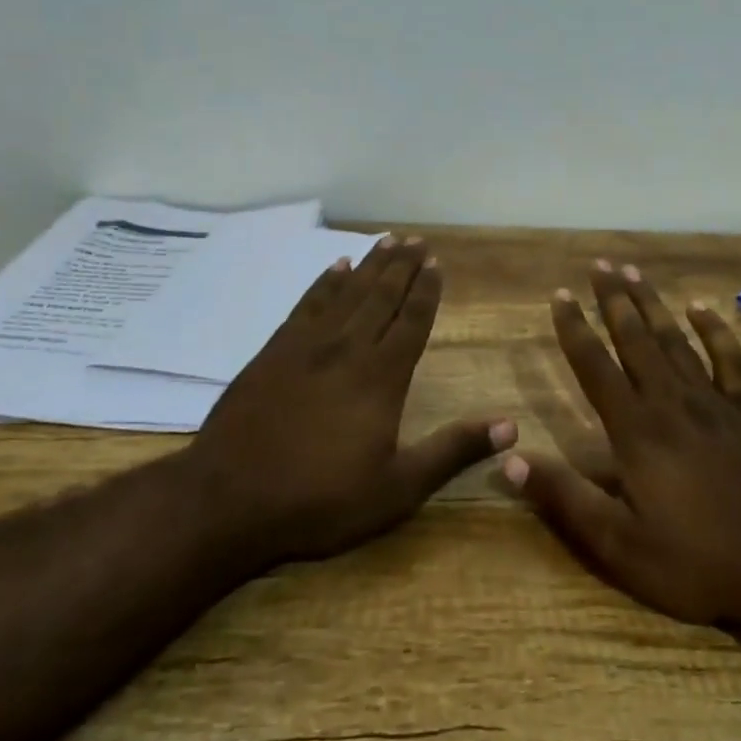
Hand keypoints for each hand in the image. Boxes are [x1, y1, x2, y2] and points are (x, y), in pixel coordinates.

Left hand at [185, 236, 514, 566]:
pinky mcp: (272, 352)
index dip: (426, 292)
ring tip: (387, 241)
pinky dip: (324, 283)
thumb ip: (452, 452)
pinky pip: (306, 304)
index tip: (436, 263)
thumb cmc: (321, 500)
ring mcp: (306, 347)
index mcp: (381, 377)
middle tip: (416, 239)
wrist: (229, 500)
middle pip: (381, 296)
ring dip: (369, 265)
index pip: (411, 322)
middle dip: (402, 267)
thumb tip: (510, 425)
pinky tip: (335, 267)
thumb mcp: (398, 488)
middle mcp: (347, 349)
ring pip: (346, 293)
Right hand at [504, 261, 740, 636]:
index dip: (574, 329)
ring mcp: (713, 403)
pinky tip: (702, 308)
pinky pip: (729, 361)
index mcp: (636, 430)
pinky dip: (716, 331)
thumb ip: (565, 498)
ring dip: (652, 304)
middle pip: (635, 339)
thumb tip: (509, 459)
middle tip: (598, 264)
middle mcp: (670, 403)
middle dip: (613, 300)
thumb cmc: (696, 561)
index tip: (560, 295)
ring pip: (675, 340)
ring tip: (633, 272)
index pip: (595, 366)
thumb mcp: (619, 544)